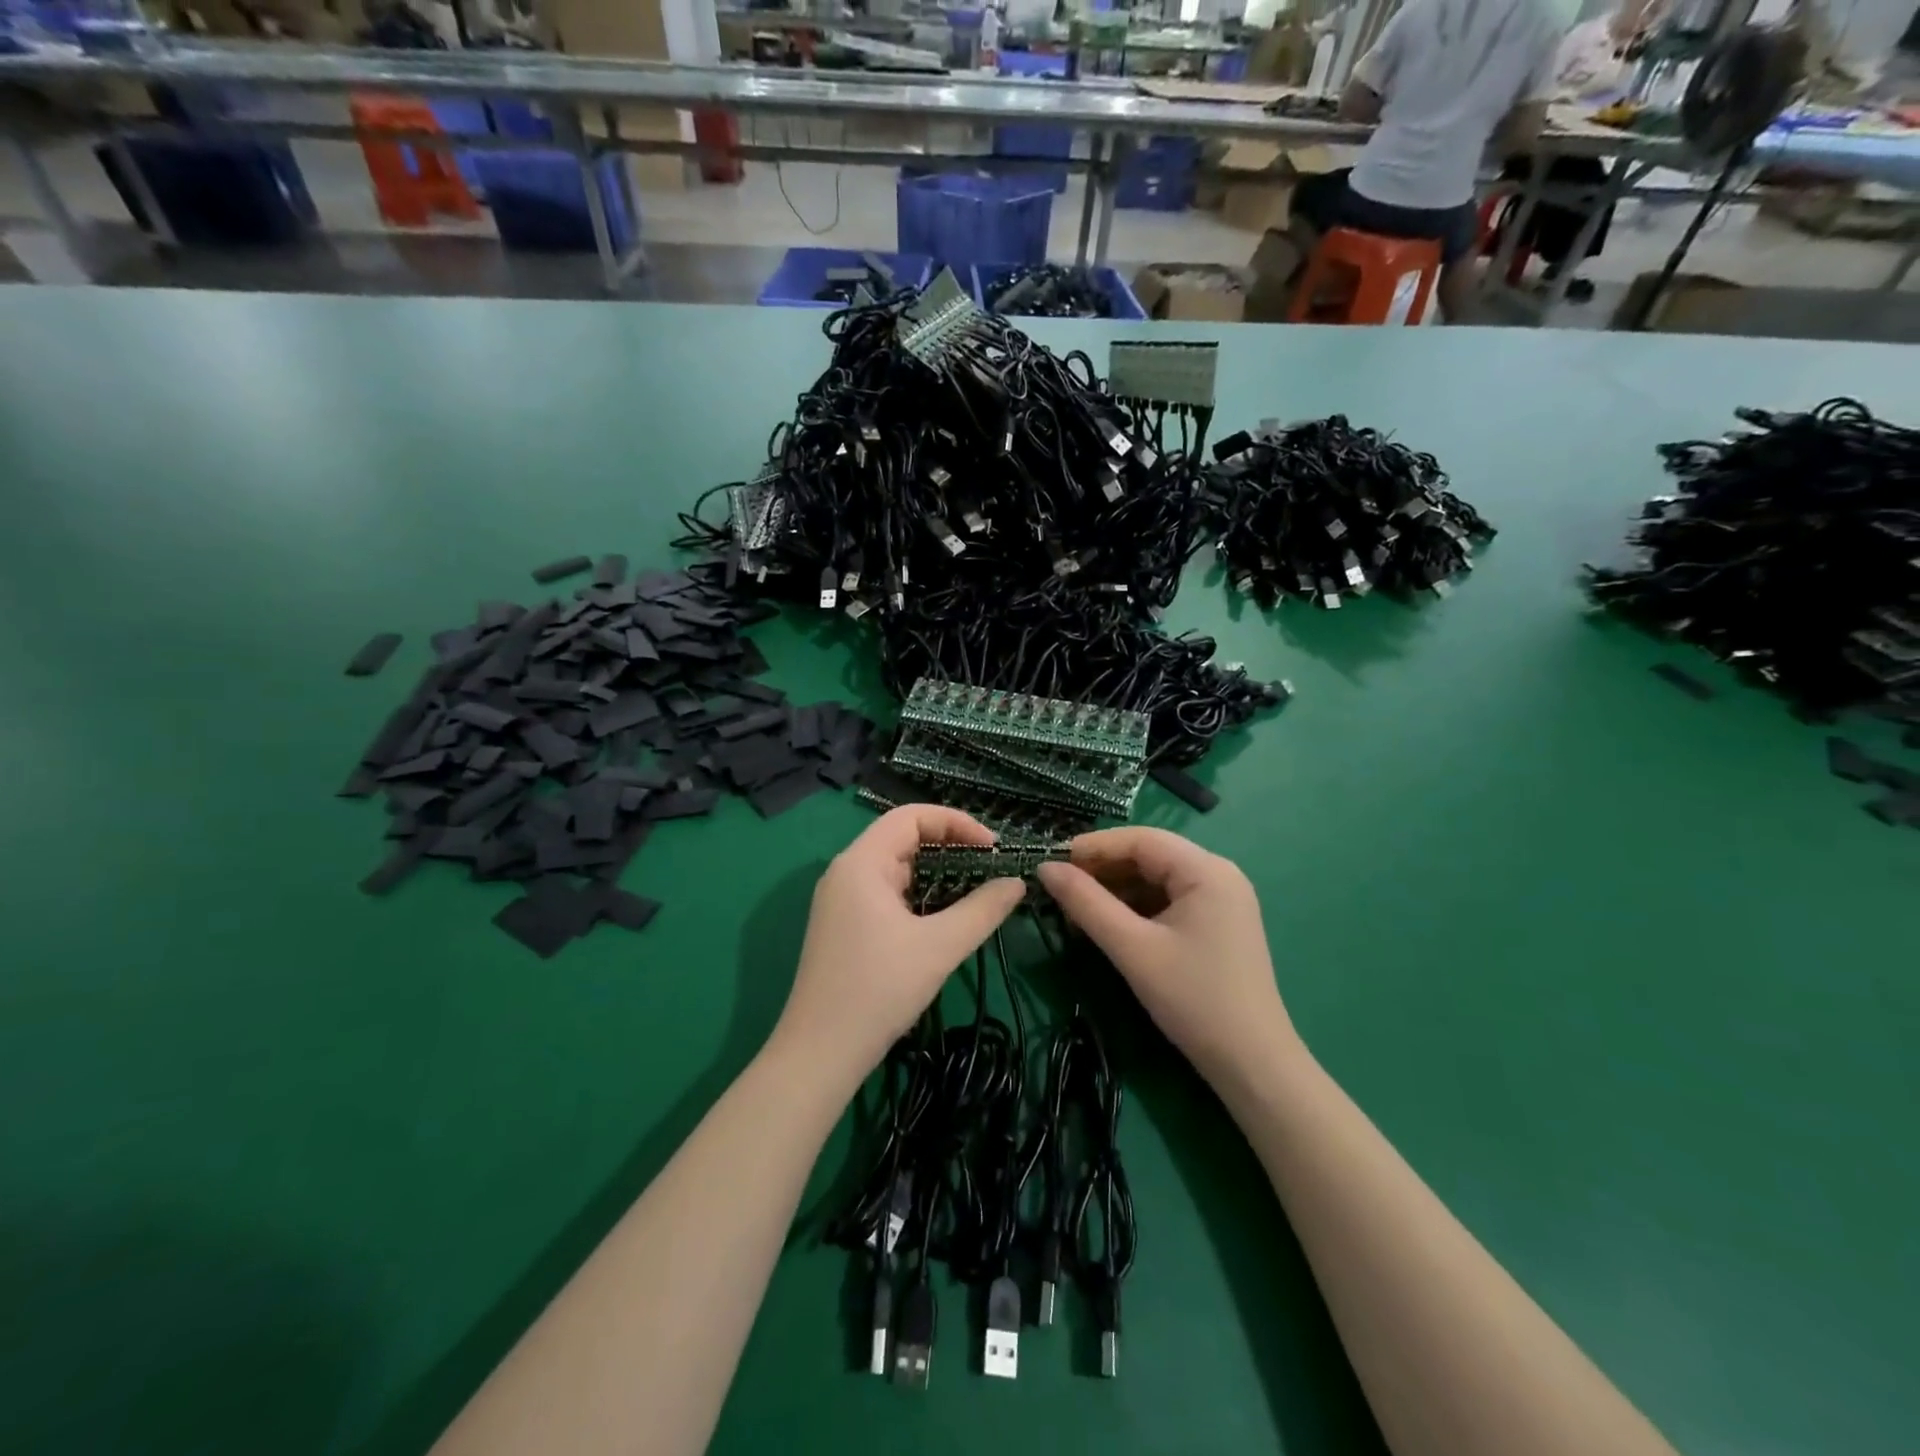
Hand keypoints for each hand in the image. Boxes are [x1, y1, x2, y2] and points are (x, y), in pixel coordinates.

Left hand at [771, 805, 1025, 1083]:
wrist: (820, 1053)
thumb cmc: (879, 990)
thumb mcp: (939, 947)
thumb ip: (982, 910)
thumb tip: (1017, 883)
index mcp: (861, 862)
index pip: (911, 816)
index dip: (956, 823)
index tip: (993, 848)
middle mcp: (846, 871)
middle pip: (902, 837)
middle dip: (949, 846)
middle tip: (989, 868)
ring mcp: (841, 899)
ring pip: (895, 867)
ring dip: (935, 872)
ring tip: (974, 891)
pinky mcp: (843, 925)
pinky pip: (886, 892)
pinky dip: (918, 894)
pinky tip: (942, 917)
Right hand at [1037, 828, 1295, 1087]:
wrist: (1253, 1065)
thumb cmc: (1193, 999)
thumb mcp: (1132, 948)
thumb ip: (1086, 903)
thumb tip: (1045, 868)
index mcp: (1206, 870)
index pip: (1140, 839)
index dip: (1093, 846)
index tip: (1052, 862)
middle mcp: (1218, 874)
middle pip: (1149, 856)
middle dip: (1103, 870)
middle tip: (1060, 888)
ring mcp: (1221, 900)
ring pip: (1156, 879)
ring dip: (1116, 890)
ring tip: (1076, 910)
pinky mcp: (1217, 924)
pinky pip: (1168, 901)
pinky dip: (1136, 908)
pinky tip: (1108, 925)